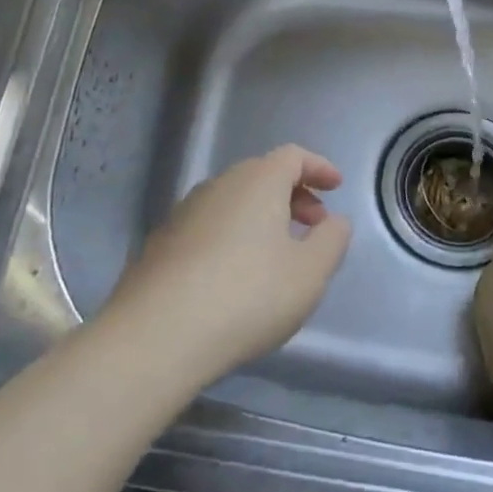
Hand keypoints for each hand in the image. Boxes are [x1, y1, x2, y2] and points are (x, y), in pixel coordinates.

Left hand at [104, 144, 352, 386]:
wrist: (156, 335)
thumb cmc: (247, 296)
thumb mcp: (309, 273)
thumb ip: (332, 240)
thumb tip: (334, 220)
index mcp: (257, 181)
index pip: (293, 156)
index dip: (318, 167)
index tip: (336, 187)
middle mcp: (218, 185)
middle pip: (262, 175)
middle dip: (293, 195)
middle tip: (313, 226)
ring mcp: (184, 213)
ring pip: (233, 201)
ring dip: (262, 217)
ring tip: (278, 254)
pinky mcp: (161, 243)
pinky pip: (209, 226)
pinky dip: (233, 236)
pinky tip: (236, 276)